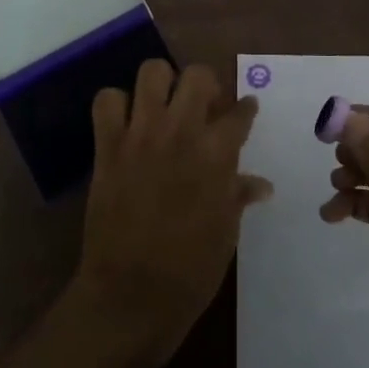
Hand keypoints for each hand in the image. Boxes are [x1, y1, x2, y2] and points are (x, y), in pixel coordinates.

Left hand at [73, 59, 270, 367]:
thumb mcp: (226, 231)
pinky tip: (127, 122)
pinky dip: (117, 104)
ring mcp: (141, 134)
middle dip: (205, 85)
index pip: (240, 112)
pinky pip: (107, 101)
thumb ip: (239, 195)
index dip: (246, 109)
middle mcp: (182, 132)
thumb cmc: (190, 269)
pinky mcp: (108, 146)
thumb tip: (261, 184)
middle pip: (198, 76)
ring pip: (152, 72)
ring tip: (164, 105)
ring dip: (162, 84)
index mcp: (218, 154)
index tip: (245, 110)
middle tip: (203, 106)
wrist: (131, 295)